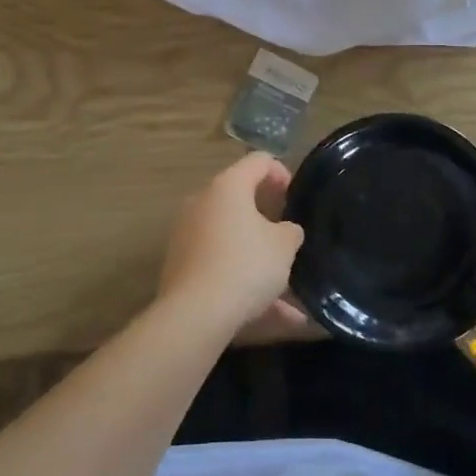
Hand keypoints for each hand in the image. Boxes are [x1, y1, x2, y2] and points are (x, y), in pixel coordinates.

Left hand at [157, 152, 304, 332]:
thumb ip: (290, 231)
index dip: (281, 172)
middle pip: (239, 199)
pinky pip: (220, 265)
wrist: (195, 314)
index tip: (295, 196)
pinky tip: (269, 313)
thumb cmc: (246, 265)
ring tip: (286, 289)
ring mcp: (187, 234)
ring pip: (231, 239)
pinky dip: (242, 282)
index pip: (258, 161)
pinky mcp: (180, 265)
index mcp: (228, 187)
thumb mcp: (284, 246)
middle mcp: (202, 202)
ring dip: (257, 258)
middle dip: (266, 217)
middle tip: (287, 235)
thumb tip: (285, 230)